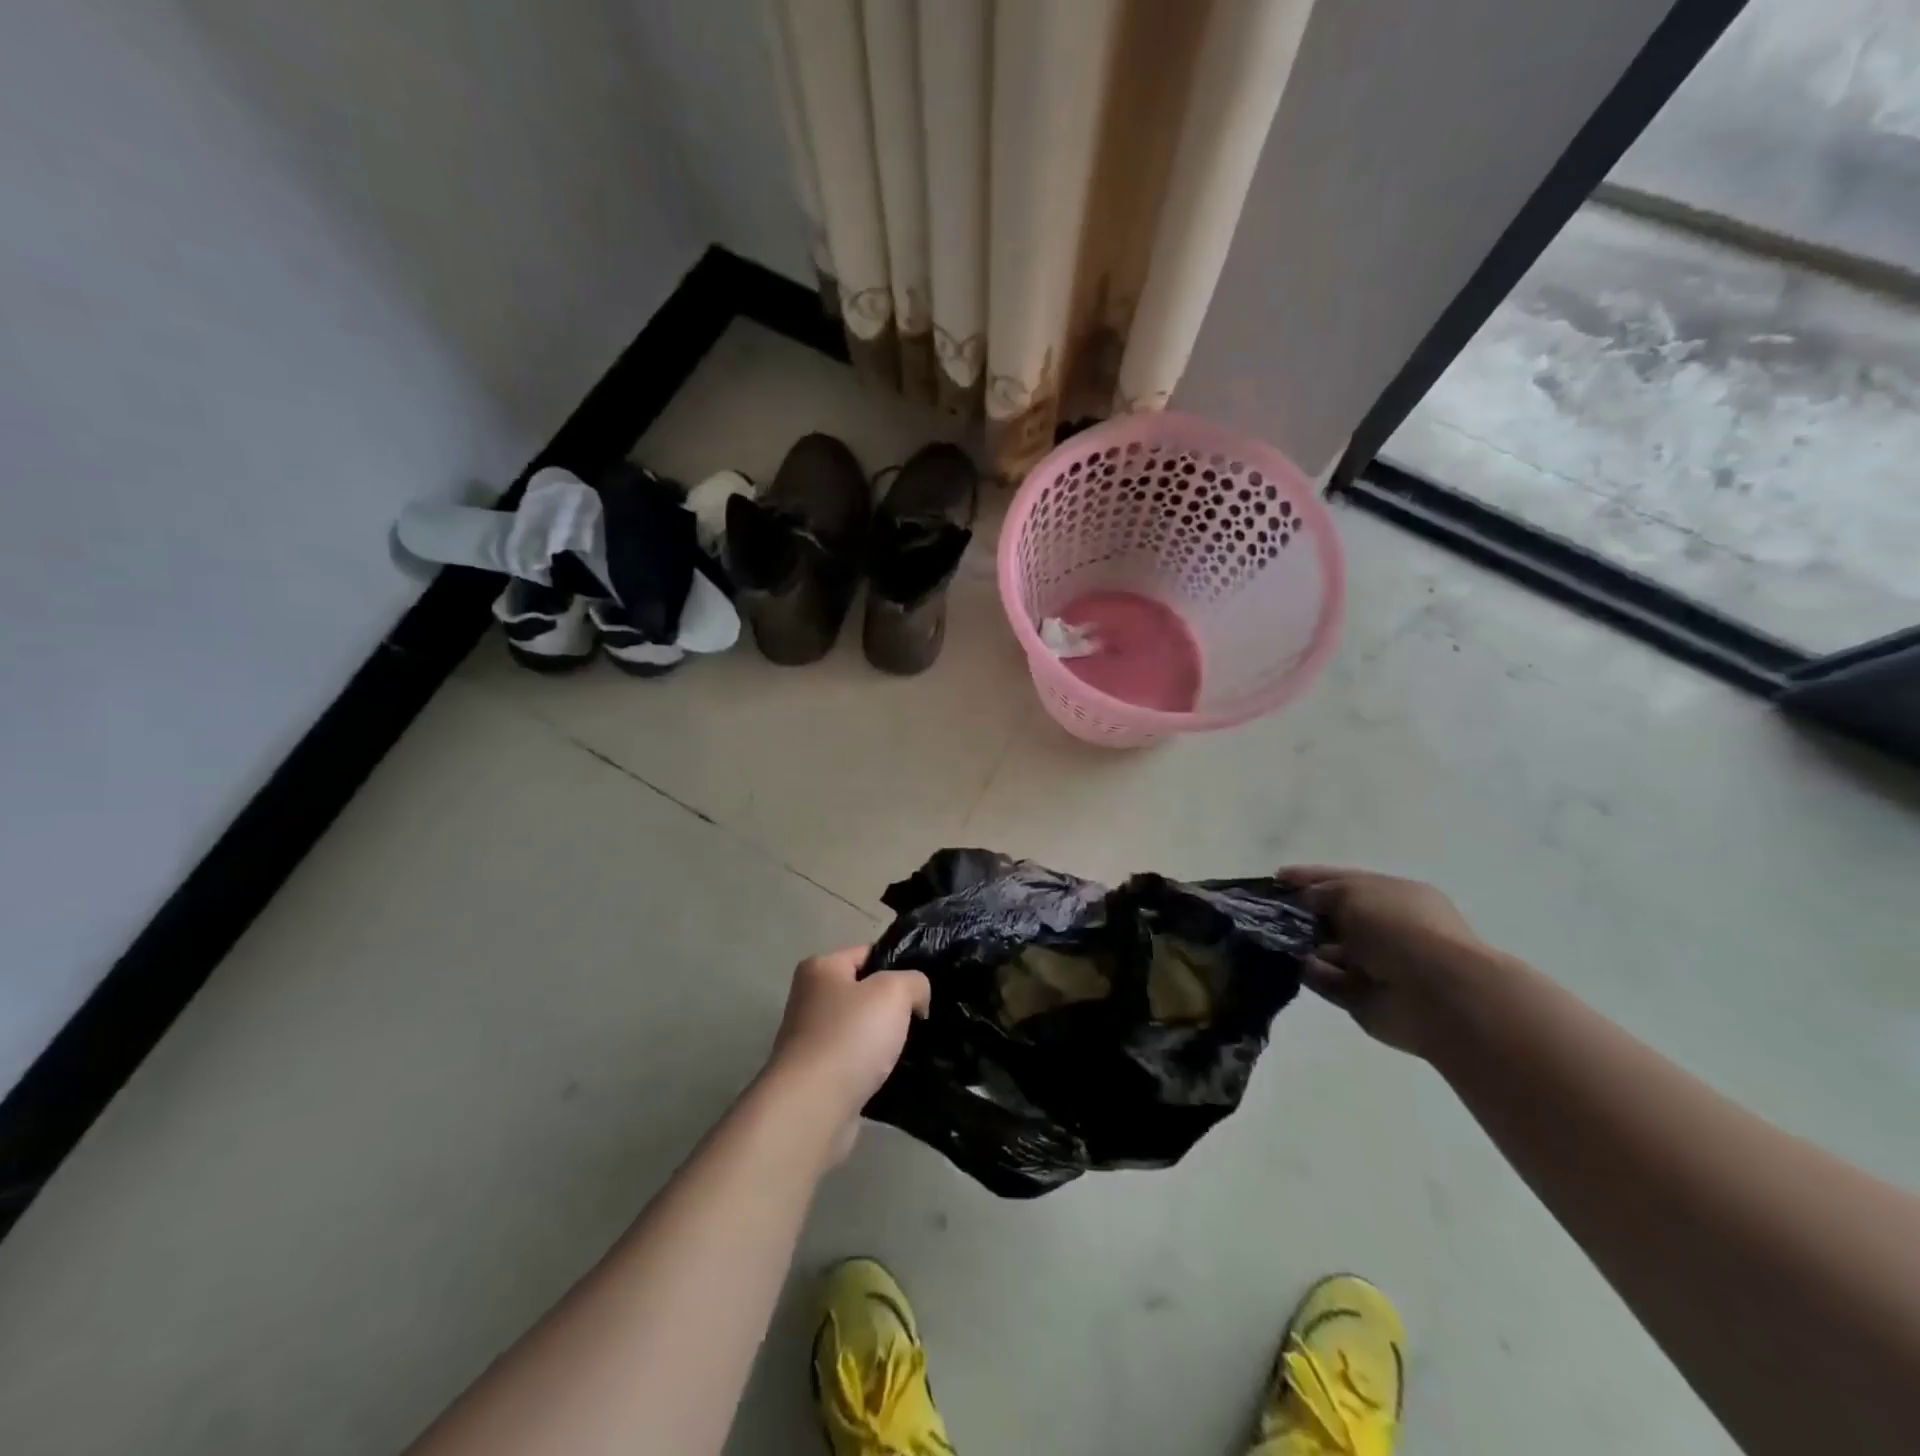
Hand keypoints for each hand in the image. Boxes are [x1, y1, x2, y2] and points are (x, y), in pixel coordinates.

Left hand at [763, 947, 929, 1161]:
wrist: (813, 1107)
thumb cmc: (851, 1036)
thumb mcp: (894, 992)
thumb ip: (914, 982)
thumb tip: (916, 999)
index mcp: (820, 968)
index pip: (868, 953)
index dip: (899, 966)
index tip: (924, 988)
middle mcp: (809, 999)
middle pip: (864, 992)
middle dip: (893, 1006)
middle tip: (922, 1018)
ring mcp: (810, 1040)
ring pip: (861, 1030)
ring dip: (884, 1040)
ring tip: (913, 1049)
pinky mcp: (816, 1076)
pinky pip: (854, 1062)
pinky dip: (872, 1068)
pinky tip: (894, 1076)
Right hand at [1278, 866, 1490, 1058]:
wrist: (1439, 996)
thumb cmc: (1398, 928)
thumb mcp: (1354, 892)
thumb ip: (1322, 891)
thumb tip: (1305, 900)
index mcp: (1395, 896)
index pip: (1345, 881)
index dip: (1310, 878)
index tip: (1276, 879)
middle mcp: (1387, 929)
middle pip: (1335, 917)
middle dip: (1302, 912)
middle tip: (1266, 911)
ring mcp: (1377, 966)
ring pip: (1328, 950)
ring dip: (1301, 943)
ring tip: (1271, 936)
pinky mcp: (1363, 998)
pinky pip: (1327, 981)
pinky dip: (1309, 972)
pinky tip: (1289, 963)